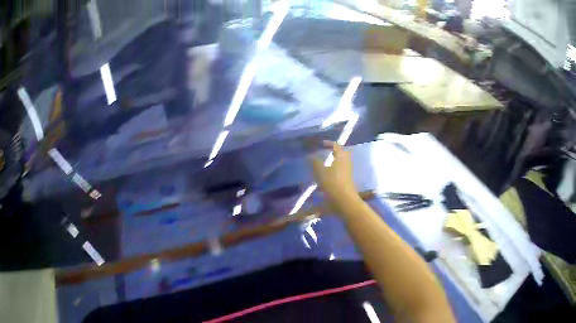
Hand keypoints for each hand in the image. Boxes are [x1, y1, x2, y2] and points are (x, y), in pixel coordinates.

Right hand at [311, 141, 359, 213]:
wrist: (344, 200)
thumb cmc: (332, 183)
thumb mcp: (320, 172)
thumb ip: (315, 162)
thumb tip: (310, 155)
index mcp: (341, 156)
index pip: (336, 146)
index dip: (329, 144)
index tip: (321, 144)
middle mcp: (346, 162)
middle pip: (341, 153)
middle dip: (333, 152)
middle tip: (324, 152)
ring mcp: (348, 171)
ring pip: (341, 162)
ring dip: (333, 161)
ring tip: (323, 163)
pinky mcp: (347, 180)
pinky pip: (340, 170)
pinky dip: (334, 169)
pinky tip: (326, 175)